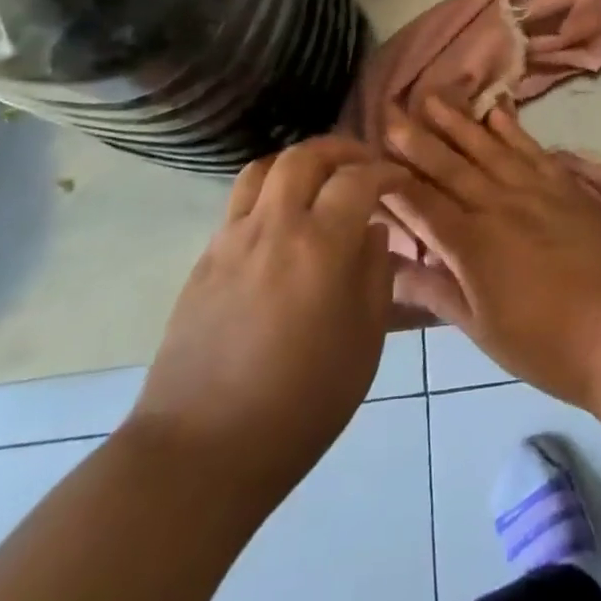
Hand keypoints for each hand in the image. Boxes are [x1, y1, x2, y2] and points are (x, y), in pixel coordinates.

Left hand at [126, 138, 404, 497]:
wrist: (201, 451)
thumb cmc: (300, 405)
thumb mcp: (364, 344)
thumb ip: (374, 276)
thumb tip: (373, 232)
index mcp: (320, 247)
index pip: (358, 179)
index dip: (385, 172)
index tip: (400, 181)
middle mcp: (274, 227)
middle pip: (305, 156)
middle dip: (340, 150)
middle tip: (362, 166)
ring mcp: (232, 240)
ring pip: (264, 168)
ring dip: (299, 162)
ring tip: (319, 181)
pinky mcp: (204, 260)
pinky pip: (239, 202)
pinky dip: (269, 191)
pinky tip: (283, 222)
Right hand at [382, 97, 600, 407]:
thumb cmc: (548, 343)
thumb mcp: (484, 330)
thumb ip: (438, 292)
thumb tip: (392, 270)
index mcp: (471, 243)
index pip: (422, 203)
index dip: (394, 180)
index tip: (370, 156)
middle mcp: (498, 205)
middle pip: (450, 166)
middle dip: (417, 139)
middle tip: (391, 109)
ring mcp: (534, 190)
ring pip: (487, 148)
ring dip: (458, 122)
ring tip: (434, 97)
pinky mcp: (566, 186)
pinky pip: (532, 149)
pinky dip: (512, 129)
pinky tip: (496, 112)